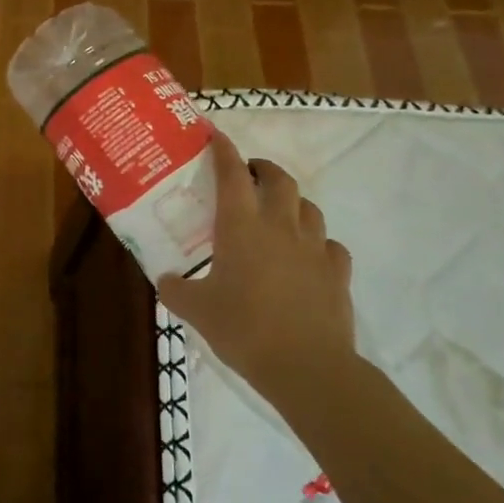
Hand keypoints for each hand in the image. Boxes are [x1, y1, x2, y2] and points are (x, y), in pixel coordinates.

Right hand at [157, 129, 359, 419]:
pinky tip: (308, 256)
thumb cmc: (243, 329)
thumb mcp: (196, 311)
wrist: (306, 366)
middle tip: (250, 174)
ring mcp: (314, 248)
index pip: (232, 174)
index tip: (216, 136)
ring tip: (278, 212)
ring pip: (308, 207)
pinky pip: (329, 244)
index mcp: (241, 227)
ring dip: (292, 201)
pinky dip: (317, 242)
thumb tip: (166, 281)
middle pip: (279, 180)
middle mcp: (280, 226)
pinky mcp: (337, 272)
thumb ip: (176, 290)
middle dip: (264, 169)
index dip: (223, 151)